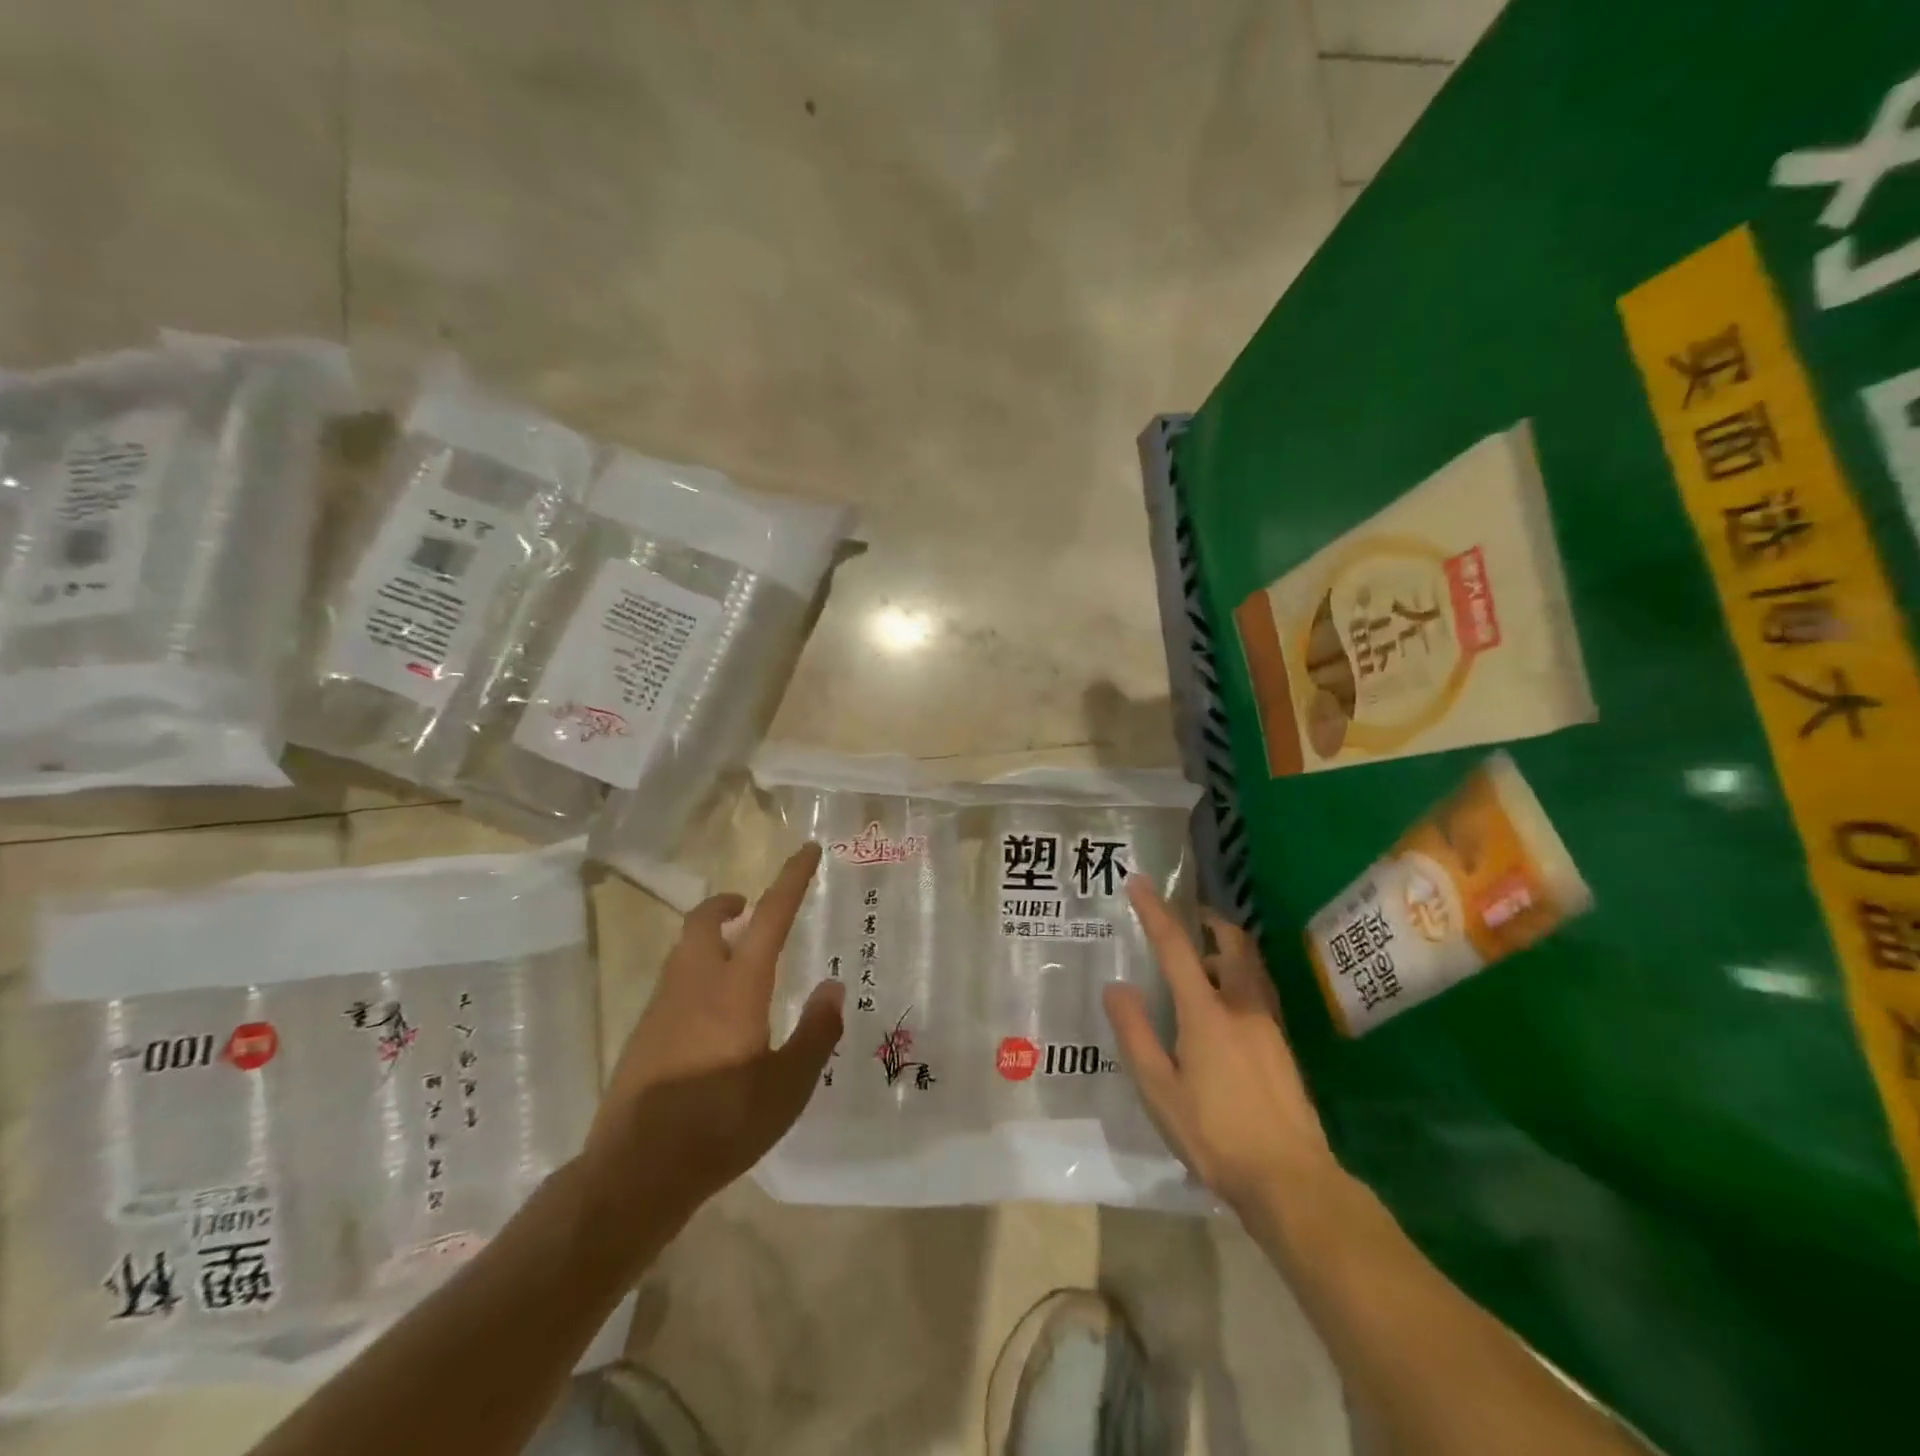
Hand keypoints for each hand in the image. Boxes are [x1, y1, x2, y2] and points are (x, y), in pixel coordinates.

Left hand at [585, 843, 843, 1231]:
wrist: (634, 1173)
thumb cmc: (722, 1125)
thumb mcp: (788, 1086)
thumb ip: (816, 1032)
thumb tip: (832, 986)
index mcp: (736, 987)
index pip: (770, 917)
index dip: (791, 880)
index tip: (807, 850)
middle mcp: (695, 984)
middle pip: (703, 921)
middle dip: (728, 904)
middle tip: (750, 910)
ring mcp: (661, 1009)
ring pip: (684, 950)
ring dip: (710, 938)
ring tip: (738, 959)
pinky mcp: (642, 1036)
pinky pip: (673, 983)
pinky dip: (695, 973)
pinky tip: (712, 1015)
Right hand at [1103, 876, 1338, 1214]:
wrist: (1291, 1181)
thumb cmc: (1216, 1135)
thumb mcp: (1159, 1090)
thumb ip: (1135, 1034)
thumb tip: (1117, 987)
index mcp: (1206, 1013)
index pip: (1176, 947)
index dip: (1155, 911)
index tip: (1140, 881)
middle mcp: (1242, 1007)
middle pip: (1233, 944)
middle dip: (1210, 921)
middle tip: (1188, 920)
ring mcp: (1269, 1026)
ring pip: (1251, 967)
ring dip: (1228, 950)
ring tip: (1202, 965)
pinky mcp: (1283, 1047)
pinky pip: (1259, 993)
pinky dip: (1239, 979)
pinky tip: (1224, 1011)